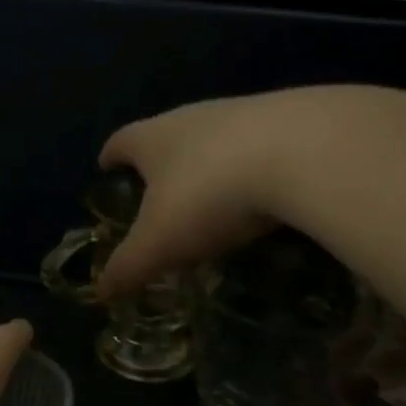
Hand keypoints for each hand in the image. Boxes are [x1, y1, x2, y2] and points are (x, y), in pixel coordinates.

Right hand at [96, 93, 298, 298]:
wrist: (303, 152)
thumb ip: (128, 266)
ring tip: (212, 197)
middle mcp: (195, 117)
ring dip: (209, 164)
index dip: (111, 156)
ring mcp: (245, 114)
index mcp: (154, 138)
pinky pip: (260, 147)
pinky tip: (263, 194)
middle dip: (160, 162)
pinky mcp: (291, 121)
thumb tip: (101, 291)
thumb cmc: (209, 195)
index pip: (121, 141)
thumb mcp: (159, 243)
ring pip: (216, 139)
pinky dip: (253, 168)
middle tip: (158, 191)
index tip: (105, 165)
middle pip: (167, 134)